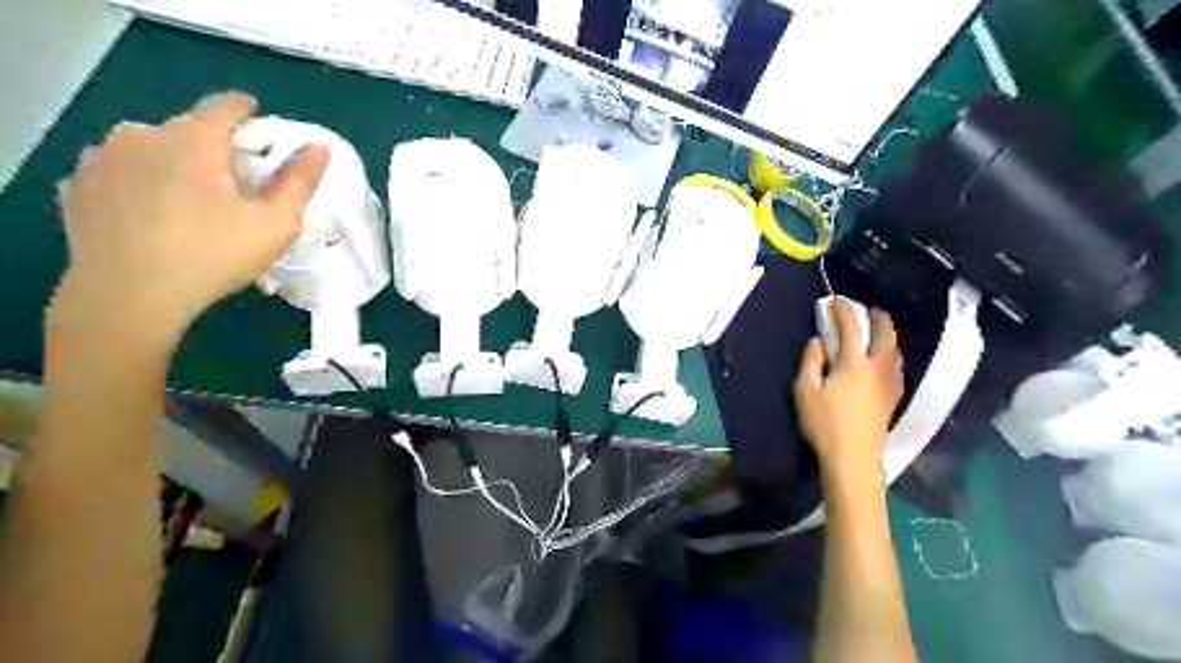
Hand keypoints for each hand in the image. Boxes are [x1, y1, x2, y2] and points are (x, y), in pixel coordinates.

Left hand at [48, 91, 325, 347]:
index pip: (228, 105)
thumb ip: (299, 181)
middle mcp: (142, 134)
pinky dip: (143, 185)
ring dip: (176, 166)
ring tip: (193, 206)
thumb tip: (320, 147)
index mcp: (194, 138)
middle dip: (215, 151)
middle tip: (236, 190)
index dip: (251, 115)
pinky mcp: (78, 186)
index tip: (265, 136)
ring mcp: (102, 158)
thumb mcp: (276, 223)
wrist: (129, 296)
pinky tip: (155, 218)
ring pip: (152, 150)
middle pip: (190, 130)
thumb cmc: (215, 254)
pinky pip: (122, 174)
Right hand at [792, 299, 906, 477]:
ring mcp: (889, 383)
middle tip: (868, 308)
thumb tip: (817, 342)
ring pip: (895, 350)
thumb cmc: (824, 423)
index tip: (835, 299)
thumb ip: (811, 361)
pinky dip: (891, 353)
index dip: (842, 310)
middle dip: (878, 317)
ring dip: (888, 334)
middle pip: (885, 334)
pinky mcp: (893, 398)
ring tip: (879, 330)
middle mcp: (877, 367)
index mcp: (854, 363)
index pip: (850, 327)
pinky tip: (885, 359)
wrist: (853, 458)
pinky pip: (896, 366)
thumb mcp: (805, 390)